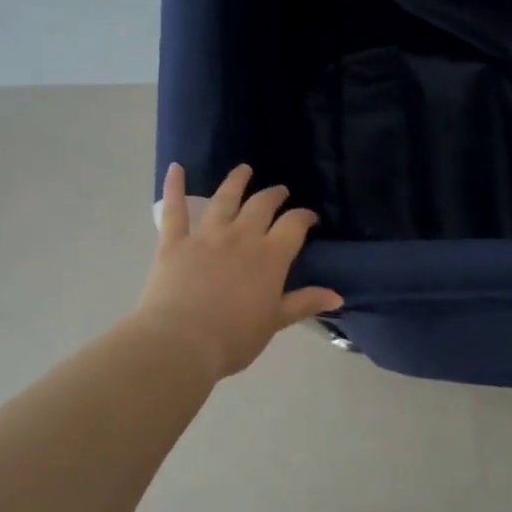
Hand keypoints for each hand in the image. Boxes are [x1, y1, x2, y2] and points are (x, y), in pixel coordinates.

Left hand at [134, 163, 344, 379]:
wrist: (182, 343)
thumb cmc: (234, 338)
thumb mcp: (275, 322)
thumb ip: (304, 303)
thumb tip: (337, 296)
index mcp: (270, 256)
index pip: (294, 225)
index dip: (303, 217)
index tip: (309, 217)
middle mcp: (241, 236)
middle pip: (261, 206)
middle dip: (274, 195)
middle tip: (280, 191)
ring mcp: (206, 236)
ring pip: (224, 199)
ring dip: (236, 181)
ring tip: (243, 170)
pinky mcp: (174, 242)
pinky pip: (174, 209)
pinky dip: (174, 186)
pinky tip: (176, 168)